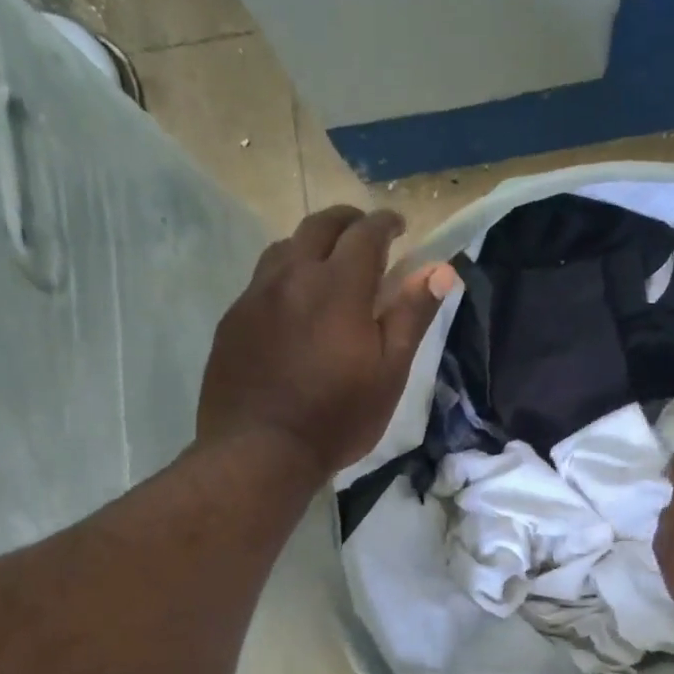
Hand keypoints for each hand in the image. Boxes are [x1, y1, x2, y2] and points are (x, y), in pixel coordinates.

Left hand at [198, 206, 457, 479]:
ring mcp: (255, 296)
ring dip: (312, 245)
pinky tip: (292, 305)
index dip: (385, 223)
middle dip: (347, 221)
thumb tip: (441, 269)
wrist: (259, 452)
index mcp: (338, 287)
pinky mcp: (232, 319)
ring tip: (327, 266)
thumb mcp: (389, 372)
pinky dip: (285, 275)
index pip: (365, 233)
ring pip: (284, 247)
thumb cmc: (337, 417)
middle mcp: (292, 277)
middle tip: (365, 234)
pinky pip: (261, 280)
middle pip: (319, 226)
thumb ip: (412, 315)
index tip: (399, 226)